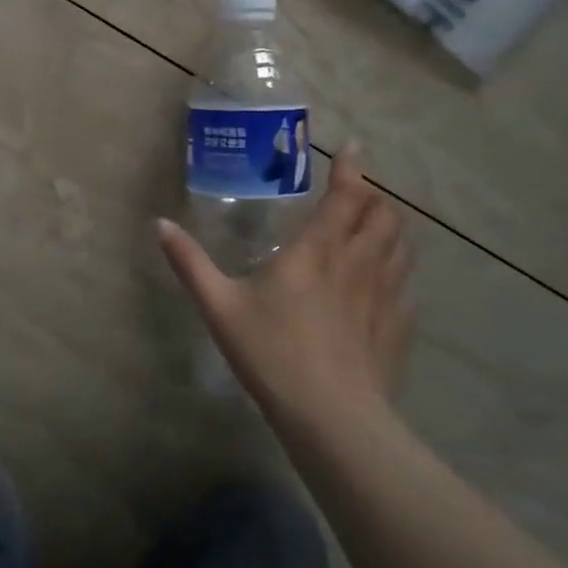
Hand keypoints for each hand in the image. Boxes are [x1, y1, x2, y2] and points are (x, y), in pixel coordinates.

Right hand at [157, 154, 412, 422]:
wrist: (331, 418)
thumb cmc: (271, 353)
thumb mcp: (219, 306)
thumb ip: (190, 263)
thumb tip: (160, 224)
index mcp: (316, 252)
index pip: (345, 197)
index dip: (351, 169)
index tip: (354, 149)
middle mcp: (357, 263)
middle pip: (384, 216)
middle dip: (376, 196)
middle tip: (359, 192)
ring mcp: (384, 296)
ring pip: (401, 246)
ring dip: (392, 227)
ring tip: (379, 224)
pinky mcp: (398, 327)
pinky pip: (407, 284)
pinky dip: (399, 268)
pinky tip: (387, 279)